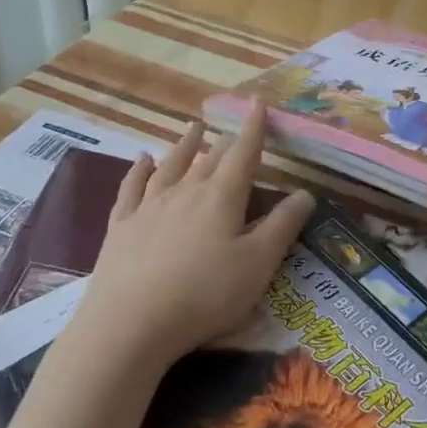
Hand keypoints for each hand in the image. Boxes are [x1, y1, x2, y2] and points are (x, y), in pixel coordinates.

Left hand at [80, 112, 315, 368]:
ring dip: (184, 145)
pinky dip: (139, 170)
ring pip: (171, 165)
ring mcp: (148, 206)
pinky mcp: (121, 226)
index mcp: (221, 197)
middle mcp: (185, 191)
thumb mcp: (257, 264)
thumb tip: (306, 192)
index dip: (254, 129)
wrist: (129, 323)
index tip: (259, 104)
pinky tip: (142, 160)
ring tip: (193, 128)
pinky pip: (132, 187)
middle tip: (234, 130)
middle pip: (209, 158)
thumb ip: (283, 226)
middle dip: (225, 141)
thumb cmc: (204, 295)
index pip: (243, 154)